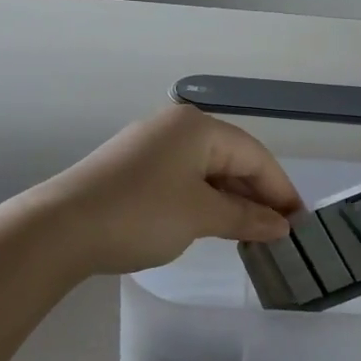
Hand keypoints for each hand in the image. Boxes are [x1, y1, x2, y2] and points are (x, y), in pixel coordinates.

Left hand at [37, 105, 302, 275]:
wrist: (60, 228)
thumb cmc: (141, 214)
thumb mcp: (200, 216)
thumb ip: (246, 218)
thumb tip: (281, 225)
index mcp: (197, 127)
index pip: (255, 155)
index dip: (280, 190)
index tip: (300, 223)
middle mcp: (176, 127)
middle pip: (231, 159)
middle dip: (257, 196)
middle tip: (279, 232)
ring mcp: (150, 146)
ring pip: (206, 171)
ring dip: (231, 201)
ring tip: (252, 233)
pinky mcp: (132, 168)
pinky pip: (183, 179)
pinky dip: (204, 201)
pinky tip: (215, 224)